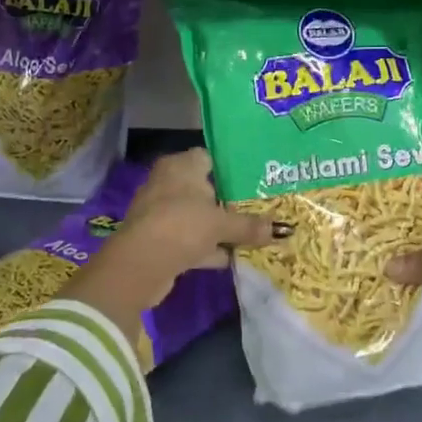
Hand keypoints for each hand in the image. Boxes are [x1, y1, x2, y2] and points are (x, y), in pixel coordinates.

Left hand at [67, 150, 278, 360]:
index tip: (253, 179)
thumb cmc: (183, 225)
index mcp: (180, 166)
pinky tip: (229, 258)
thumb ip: (249, 225)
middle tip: (255, 208)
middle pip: (203, 188)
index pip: (208, 157)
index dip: (230, 168)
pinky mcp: (157, 239)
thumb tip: (280, 230)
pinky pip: (188, 238)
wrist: (140, 265)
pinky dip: (205, 248)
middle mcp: (167, 183)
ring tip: (247, 235)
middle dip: (225, 201)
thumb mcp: (222, 224)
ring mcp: (159, 212)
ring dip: (216, 228)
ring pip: (195, 216)